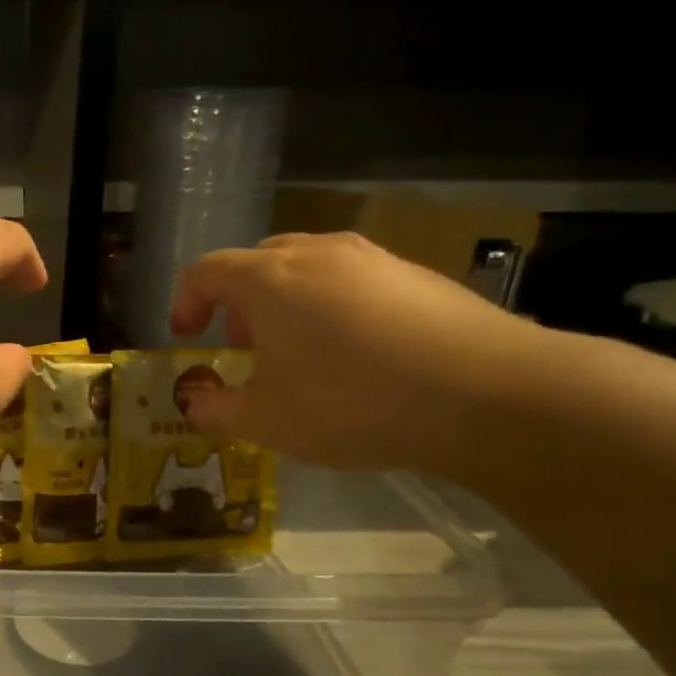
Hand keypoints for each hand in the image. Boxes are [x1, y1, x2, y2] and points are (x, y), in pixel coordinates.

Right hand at [168, 232, 542, 470]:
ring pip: (309, 268)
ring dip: (287, 303)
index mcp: (268, 279)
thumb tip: (196, 402)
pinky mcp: (420, 276)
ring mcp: (375, 260)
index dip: (185, 301)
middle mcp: (318, 254)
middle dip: (238, 301)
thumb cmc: (351, 402)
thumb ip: (217, 410)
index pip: (206, 271)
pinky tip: (356, 355)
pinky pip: (355, 282)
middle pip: (258, 262)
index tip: (186, 337)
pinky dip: (335, 308)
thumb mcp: (266, 421)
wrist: (490, 394)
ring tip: (298, 352)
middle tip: (242, 344)